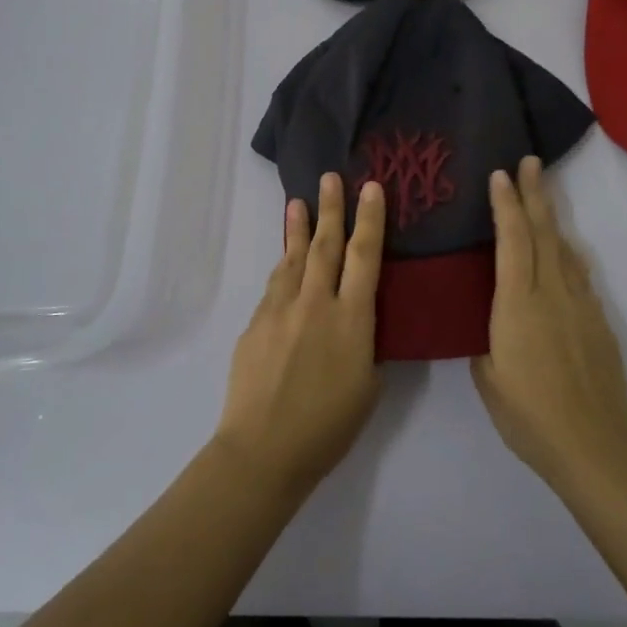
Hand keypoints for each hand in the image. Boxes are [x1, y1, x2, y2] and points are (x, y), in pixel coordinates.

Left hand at [215, 174, 385, 497]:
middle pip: (326, 246)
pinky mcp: (255, 323)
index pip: (365, 256)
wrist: (264, 449)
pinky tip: (285, 259)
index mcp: (352, 319)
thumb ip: (365, 346)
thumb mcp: (367, 387)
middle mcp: (316, 303)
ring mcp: (280, 310)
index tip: (371, 187)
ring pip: (293, 259)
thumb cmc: (328, 427)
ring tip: (298, 203)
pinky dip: (283, 266)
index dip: (370, 220)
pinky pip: (274, 286)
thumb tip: (357, 325)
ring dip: (298, 229)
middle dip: (331, 209)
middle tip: (331, 177)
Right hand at [472, 157, 626, 491]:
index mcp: (518, 304)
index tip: (502, 175)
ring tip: (543, 197)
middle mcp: (552, 293)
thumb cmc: (529, 415)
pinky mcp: (599, 322)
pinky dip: (567, 253)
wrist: (594, 445)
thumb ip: (486, 341)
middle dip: (535, 195)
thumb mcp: (488, 378)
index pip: (513, 241)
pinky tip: (564, 253)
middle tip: (531, 162)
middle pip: (544, 233)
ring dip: (552, 219)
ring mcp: (581, 305)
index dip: (506, 205)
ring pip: (565, 250)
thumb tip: (491, 323)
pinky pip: (579, 275)